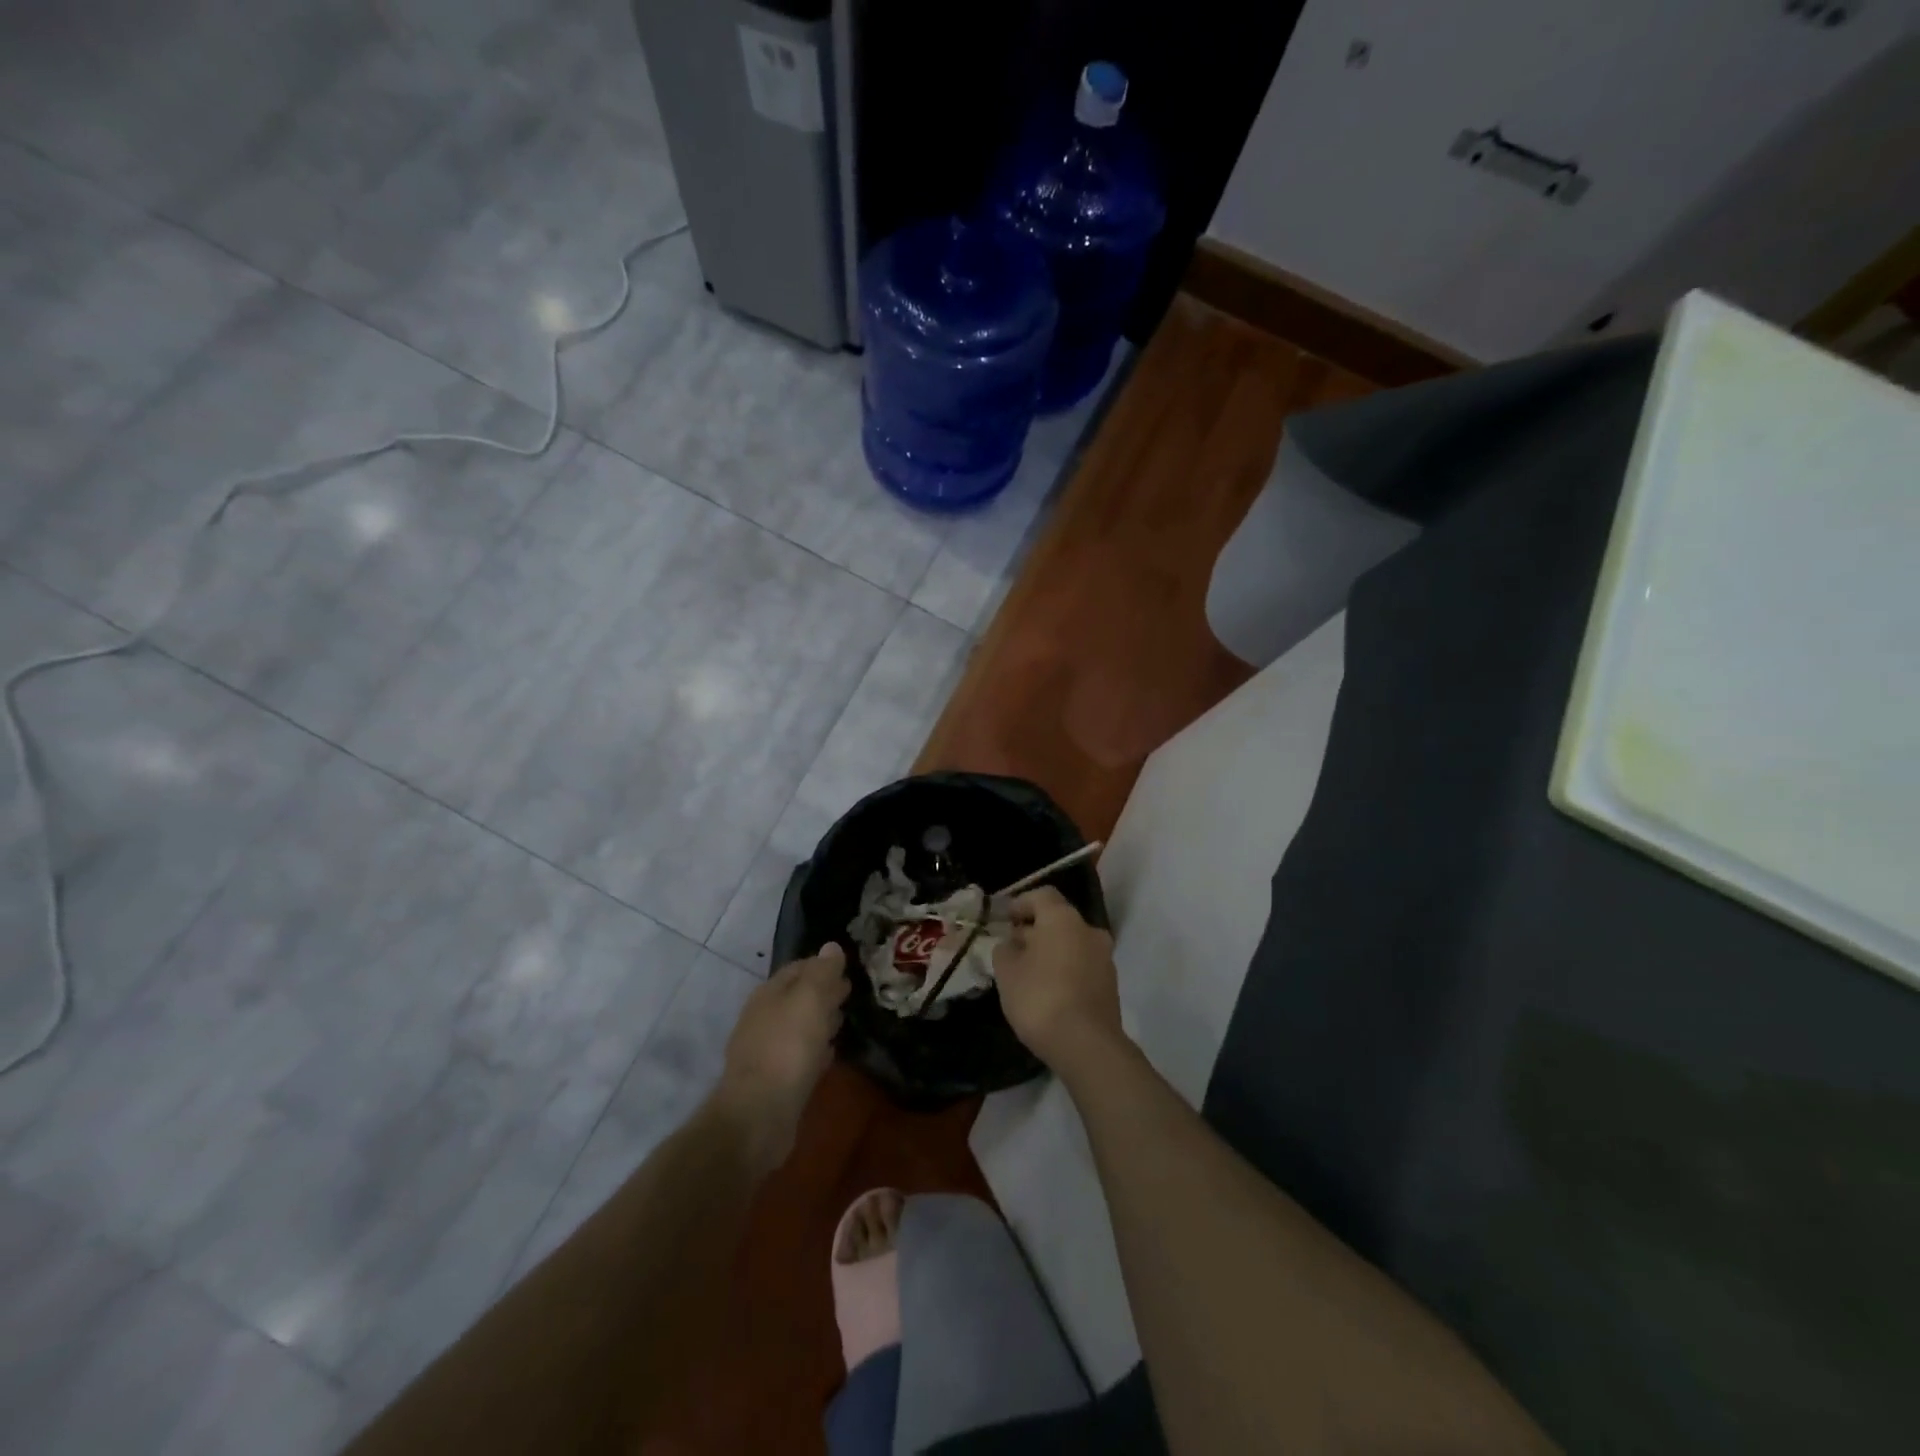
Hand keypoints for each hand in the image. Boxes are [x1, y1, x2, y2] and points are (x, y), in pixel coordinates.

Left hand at [712, 943, 848, 1171]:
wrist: (758, 1116)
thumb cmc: (787, 1048)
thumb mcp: (810, 1000)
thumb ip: (822, 973)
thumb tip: (832, 947)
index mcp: (769, 994)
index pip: (798, 968)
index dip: (822, 966)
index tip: (847, 968)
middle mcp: (763, 1018)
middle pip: (797, 997)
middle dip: (822, 992)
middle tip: (849, 992)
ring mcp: (765, 1051)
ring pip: (798, 1026)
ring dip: (819, 1020)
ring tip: (843, 1019)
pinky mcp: (774, 1081)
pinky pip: (799, 1056)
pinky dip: (815, 1049)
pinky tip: (829, 1053)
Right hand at [993, 887, 1123, 1070]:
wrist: (1087, 1045)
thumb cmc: (1041, 998)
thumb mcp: (1007, 973)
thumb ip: (1005, 951)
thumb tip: (1012, 944)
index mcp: (1063, 918)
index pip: (1042, 895)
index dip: (1021, 903)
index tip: (1004, 920)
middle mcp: (1089, 930)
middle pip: (1058, 920)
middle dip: (1035, 930)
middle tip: (1012, 948)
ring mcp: (1104, 958)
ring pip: (1072, 944)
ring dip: (1051, 951)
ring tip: (1027, 973)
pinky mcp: (1110, 985)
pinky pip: (1082, 966)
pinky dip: (1065, 970)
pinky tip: (1048, 991)